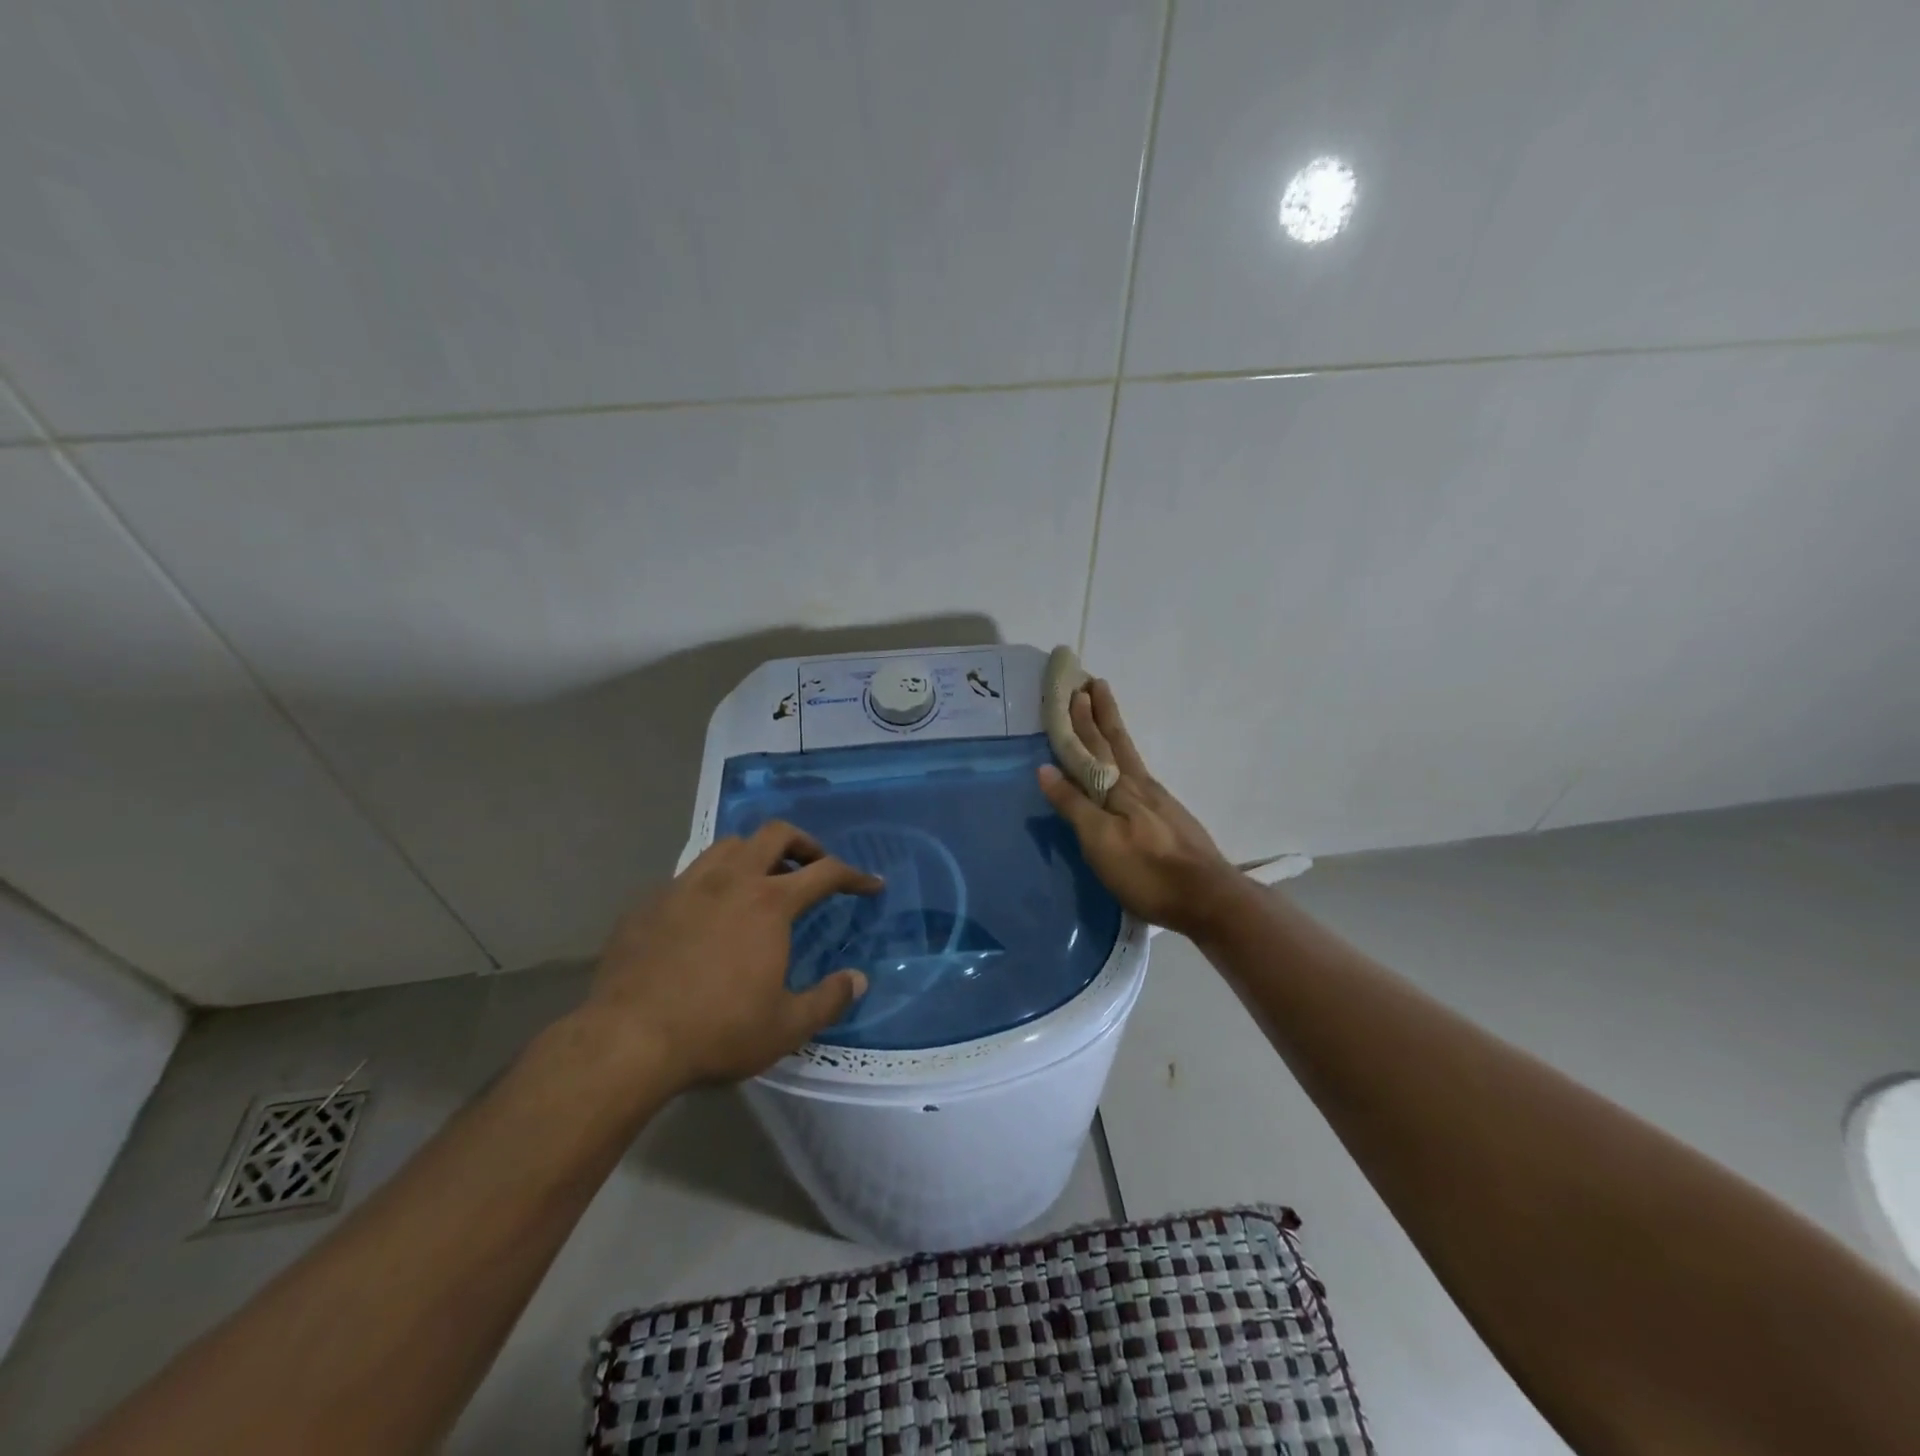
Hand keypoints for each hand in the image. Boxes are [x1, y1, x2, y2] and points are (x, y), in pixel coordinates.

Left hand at [582, 821, 880, 1088]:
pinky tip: (707, 914)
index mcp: (769, 903)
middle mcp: (730, 880)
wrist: (627, 1040)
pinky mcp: (649, 902)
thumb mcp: (786, 1027)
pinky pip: (689, 875)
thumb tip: (858, 979)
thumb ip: (829, 999)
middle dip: (804, 843)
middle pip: (775, 834)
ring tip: (761, 881)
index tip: (871, 885)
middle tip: (814, 866)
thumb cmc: (717, 1031)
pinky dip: (712, 882)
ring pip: (728, 845)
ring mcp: (685, 886)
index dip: (854, 876)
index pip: (826, 872)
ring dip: (755, 854)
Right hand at [1038, 679, 1242, 938]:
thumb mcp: (1100, 840)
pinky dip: (1127, 759)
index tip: (1076, 688)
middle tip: (1092, 684)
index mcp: (1120, 788)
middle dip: (1100, 714)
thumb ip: (1074, 804)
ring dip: (1114, 732)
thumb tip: (1045, 768)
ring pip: (1129, 756)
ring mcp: (1158, 800)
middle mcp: (1140, 785)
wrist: (1207, 897)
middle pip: (1116, 742)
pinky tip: (1128, 768)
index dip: (1082, 719)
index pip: (1094, 746)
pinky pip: (1139, 774)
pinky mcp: (1169, 818)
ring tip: (1106, 715)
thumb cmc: (1146, 870)